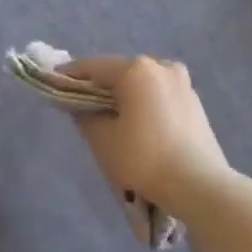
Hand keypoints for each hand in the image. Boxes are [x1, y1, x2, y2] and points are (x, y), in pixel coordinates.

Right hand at [59, 56, 229, 207]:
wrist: (198, 184)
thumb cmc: (143, 159)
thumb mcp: (102, 139)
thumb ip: (85, 115)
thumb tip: (82, 106)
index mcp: (136, 70)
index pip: (93, 67)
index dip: (70, 76)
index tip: (54, 83)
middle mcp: (162, 67)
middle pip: (121, 73)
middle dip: (100, 87)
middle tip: (82, 105)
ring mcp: (183, 83)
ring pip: (143, 84)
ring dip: (125, 96)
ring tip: (111, 117)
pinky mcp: (195, 102)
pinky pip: (159, 96)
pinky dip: (144, 104)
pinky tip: (138, 124)